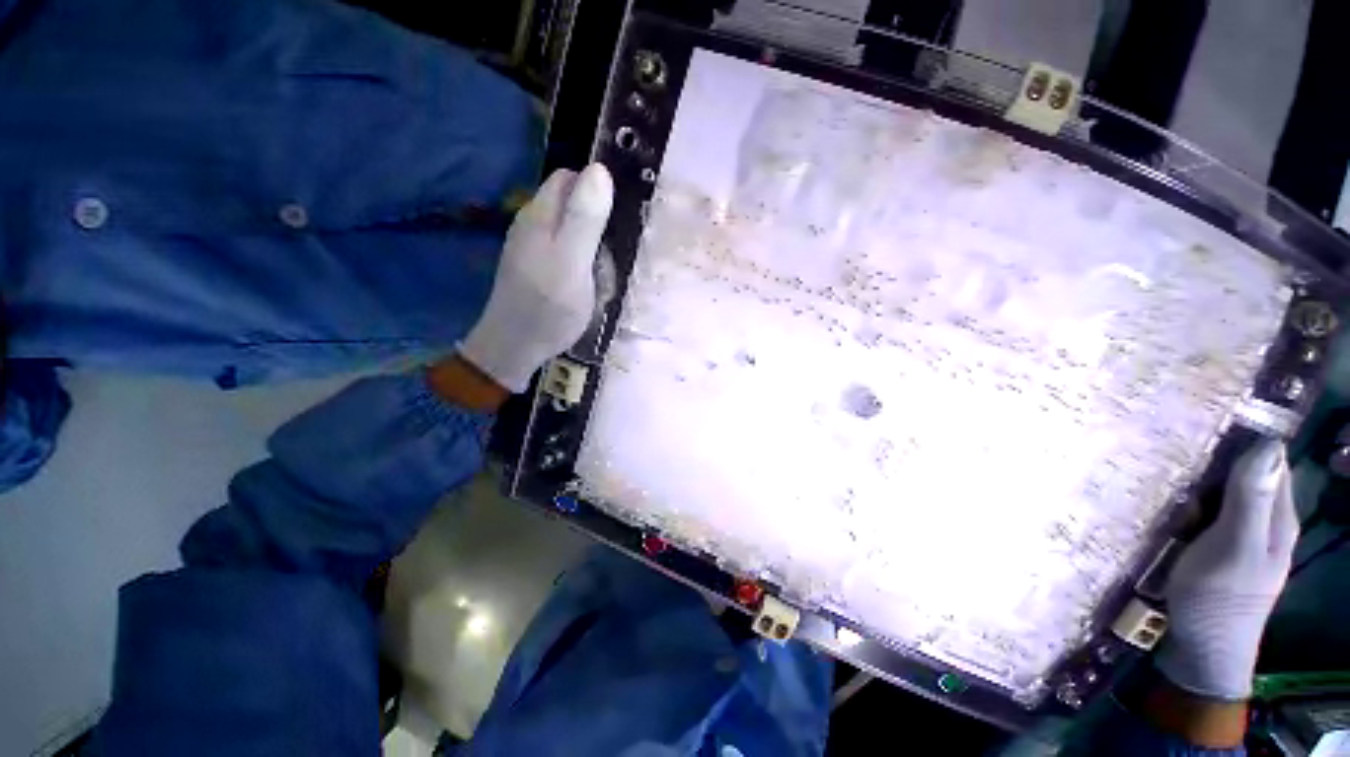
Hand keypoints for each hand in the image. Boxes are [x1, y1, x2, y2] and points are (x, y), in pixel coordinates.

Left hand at [459, 164, 613, 391]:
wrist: (515, 347)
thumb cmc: (549, 306)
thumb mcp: (573, 262)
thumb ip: (585, 218)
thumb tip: (600, 169)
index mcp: (540, 215)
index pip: (570, 178)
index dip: (597, 191)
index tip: (616, 222)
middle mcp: (532, 223)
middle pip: (573, 205)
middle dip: (597, 228)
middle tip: (606, 260)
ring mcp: (532, 246)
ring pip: (573, 233)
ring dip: (593, 253)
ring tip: (598, 281)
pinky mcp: (535, 267)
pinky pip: (567, 254)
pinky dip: (582, 267)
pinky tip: (585, 288)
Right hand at [1156, 439, 1298, 700]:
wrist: (1200, 650)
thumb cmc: (1220, 597)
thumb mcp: (1236, 548)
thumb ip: (1253, 500)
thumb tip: (1268, 444)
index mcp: (1278, 516)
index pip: (1271, 460)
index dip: (1246, 436)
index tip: (1208, 415)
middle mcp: (1263, 521)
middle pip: (1244, 474)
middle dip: (1215, 456)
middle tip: (1174, 438)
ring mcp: (1237, 536)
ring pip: (1221, 493)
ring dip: (1196, 478)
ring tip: (1161, 462)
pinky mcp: (1213, 549)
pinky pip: (1204, 512)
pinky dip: (1187, 500)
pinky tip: (1164, 498)